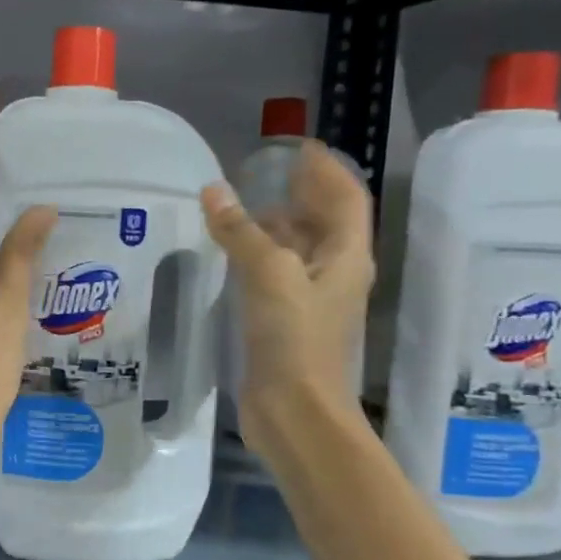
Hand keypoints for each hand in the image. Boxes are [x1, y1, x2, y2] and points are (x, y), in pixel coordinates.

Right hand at [201, 141, 372, 447]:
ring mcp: (310, 299)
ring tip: (239, 208)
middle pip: (323, 222)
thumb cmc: (294, 338)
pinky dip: (257, 255)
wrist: (295, 411)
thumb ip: (241, 230)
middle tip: (261, 174)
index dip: (326, 170)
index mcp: (346, 257)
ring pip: (297, 249)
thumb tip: (214, 190)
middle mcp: (334, 273)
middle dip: (298, 194)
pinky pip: (274, 275)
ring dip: (274, 225)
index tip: (298, 148)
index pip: (345, 198)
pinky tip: (229, 255)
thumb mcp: (268, 274)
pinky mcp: (285, 321)